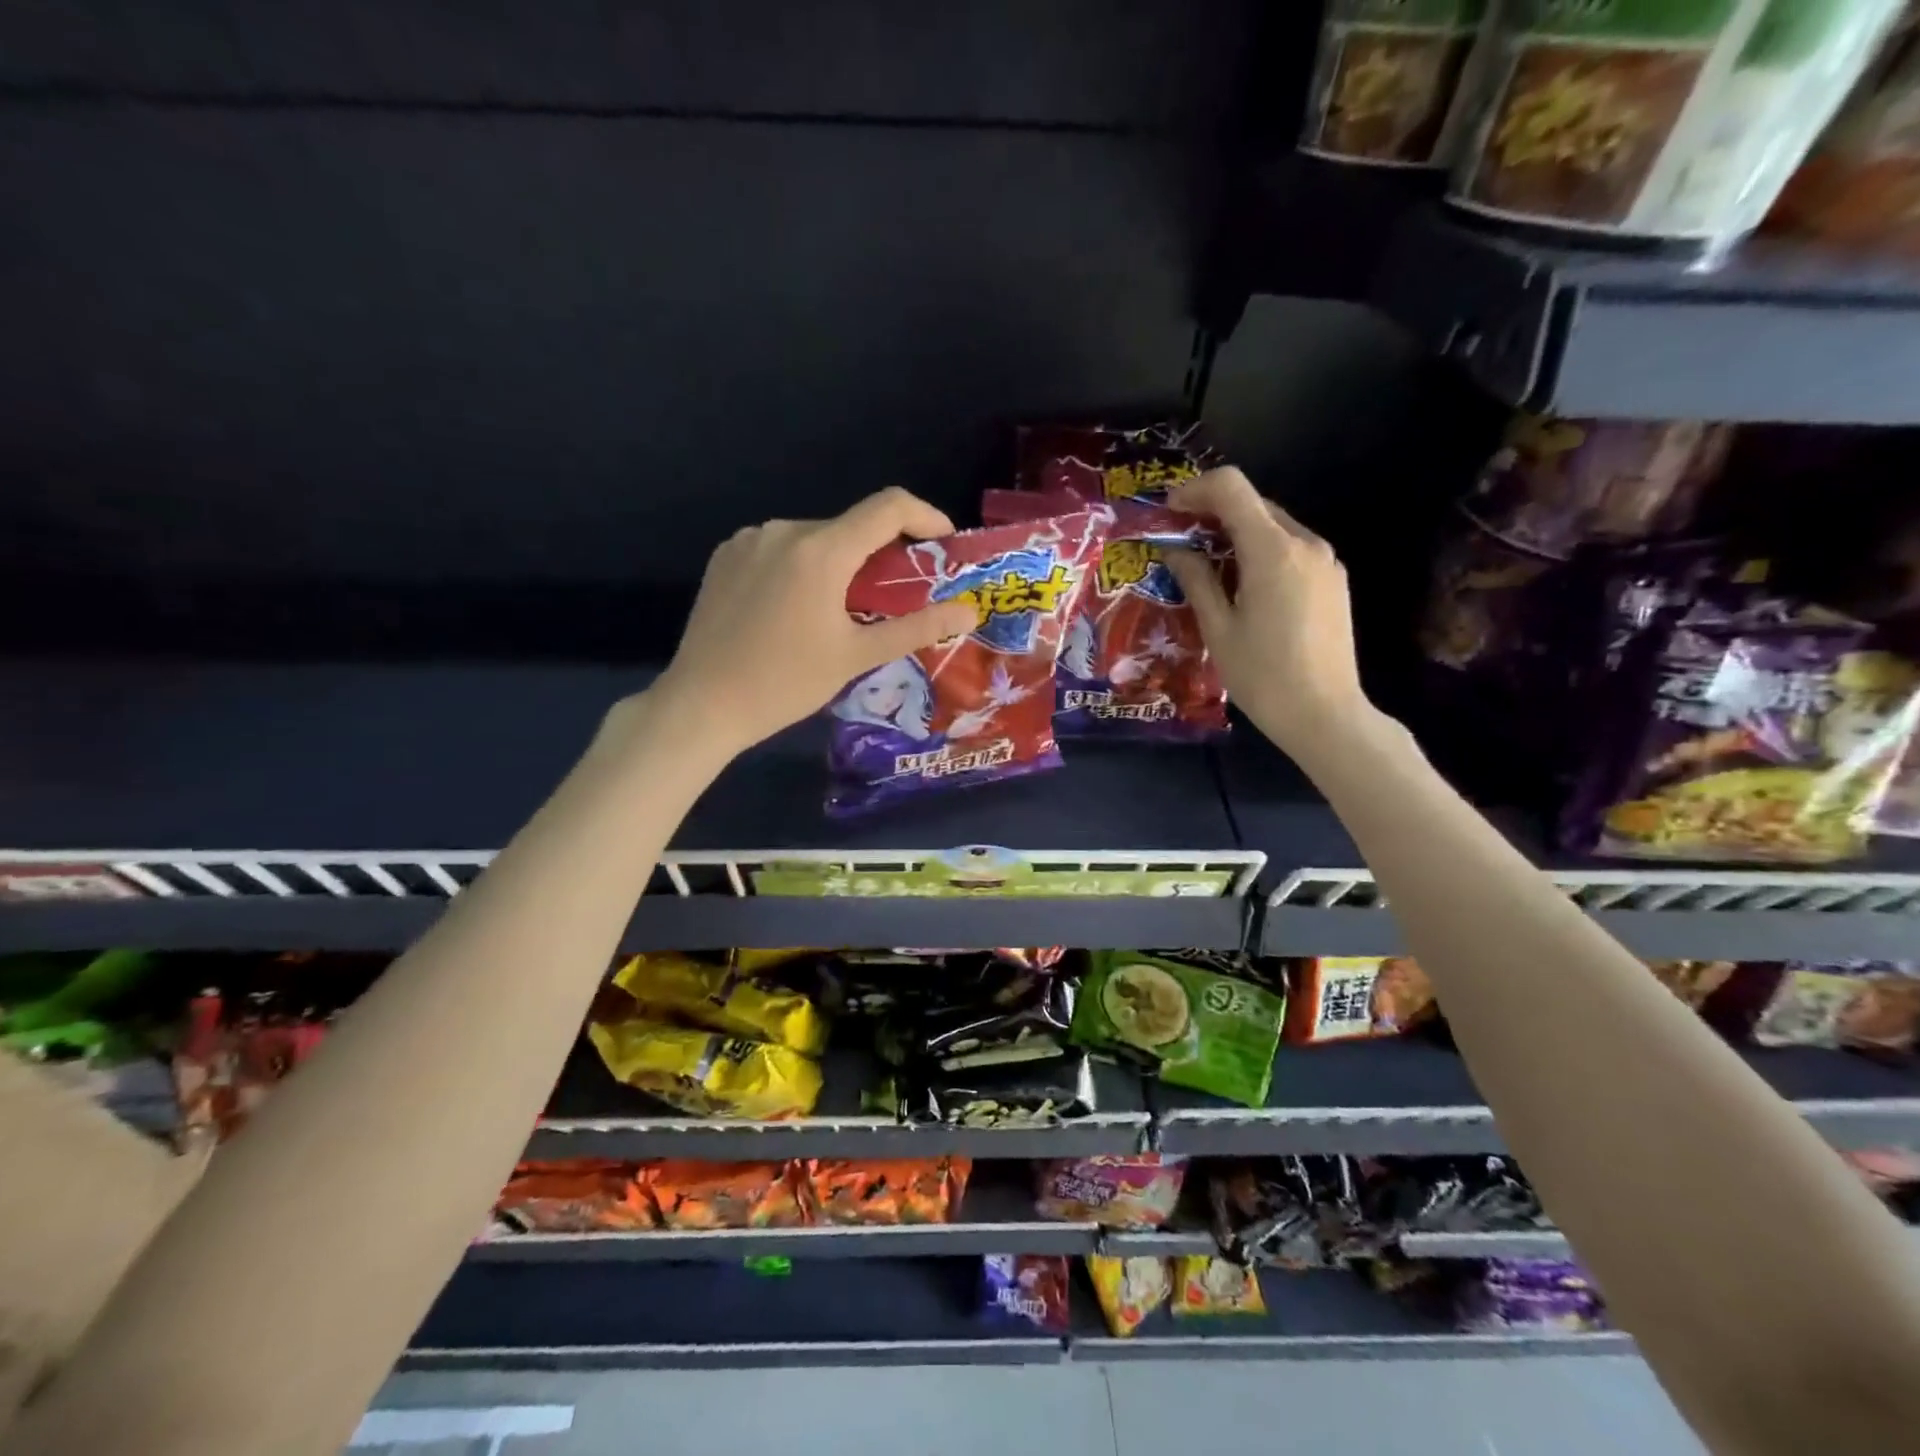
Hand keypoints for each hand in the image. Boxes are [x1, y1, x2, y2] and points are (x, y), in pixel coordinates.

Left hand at [649, 487, 976, 758]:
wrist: (702, 704)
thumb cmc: (785, 684)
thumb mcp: (857, 657)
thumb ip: (917, 627)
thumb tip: (970, 612)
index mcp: (820, 551)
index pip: (888, 506)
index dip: (926, 517)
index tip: (943, 545)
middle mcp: (783, 529)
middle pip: (851, 526)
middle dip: (881, 554)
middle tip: (894, 598)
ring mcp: (749, 539)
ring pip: (815, 538)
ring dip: (841, 562)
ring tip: (842, 610)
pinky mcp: (726, 554)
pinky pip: (781, 547)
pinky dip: (803, 566)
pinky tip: (797, 608)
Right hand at [1164, 466, 1373, 759]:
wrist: (1325, 714)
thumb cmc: (1262, 676)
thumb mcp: (1218, 628)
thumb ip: (1196, 579)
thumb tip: (1175, 550)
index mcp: (1272, 551)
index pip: (1232, 488)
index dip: (1195, 490)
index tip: (1169, 511)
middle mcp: (1305, 543)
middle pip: (1253, 504)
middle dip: (1213, 514)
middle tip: (1180, 542)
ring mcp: (1326, 561)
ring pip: (1274, 527)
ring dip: (1237, 534)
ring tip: (1208, 568)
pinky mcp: (1334, 580)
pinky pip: (1292, 550)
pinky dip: (1261, 553)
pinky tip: (1243, 587)